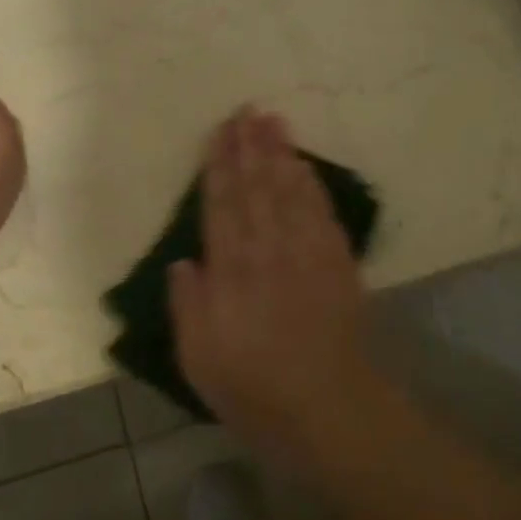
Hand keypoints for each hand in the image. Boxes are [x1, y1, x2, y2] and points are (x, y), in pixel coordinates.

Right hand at [166, 107, 371, 458]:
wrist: (329, 410)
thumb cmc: (255, 389)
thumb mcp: (199, 360)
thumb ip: (188, 306)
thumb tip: (183, 261)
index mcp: (231, 272)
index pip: (221, 205)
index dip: (219, 166)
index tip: (219, 132)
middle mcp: (267, 251)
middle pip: (256, 187)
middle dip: (249, 146)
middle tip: (247, 110)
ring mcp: (306, 254)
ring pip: (290, 191)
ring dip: (281, 154)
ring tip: (274, 121)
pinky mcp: (337, 264)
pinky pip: (322, 213)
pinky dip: (312, 185)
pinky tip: (305, 166)